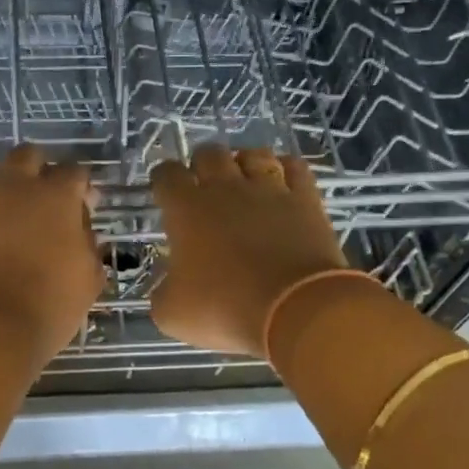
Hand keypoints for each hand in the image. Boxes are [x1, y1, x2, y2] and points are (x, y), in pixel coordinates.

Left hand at [0, 145, 102, 368]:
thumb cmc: (47, 307)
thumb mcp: (88, 280)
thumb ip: (89, 247)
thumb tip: (82, 232)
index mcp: (56, 197)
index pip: (74, 173)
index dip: (81, 187)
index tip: (83, 205)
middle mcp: (14, 184)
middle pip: (27, 156)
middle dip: (38, 169)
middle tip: (40, 196)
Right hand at [150, 146, 348, 357]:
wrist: (296, 310)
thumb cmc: (225, 308)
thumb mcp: (173, 314)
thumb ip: (163, 293)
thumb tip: (168, 287)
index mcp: (187, 209)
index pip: (167, 175)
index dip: (162, 179)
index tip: (164, 192)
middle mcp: (226, 188)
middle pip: (209, 153)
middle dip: (202, 164)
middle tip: (204, 186)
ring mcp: (269, 190)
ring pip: (254, 154)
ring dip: (245, 163)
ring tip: (245, 180)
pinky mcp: (305, 200)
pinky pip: (295, 167)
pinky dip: (286, 169)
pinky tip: (283, 180)